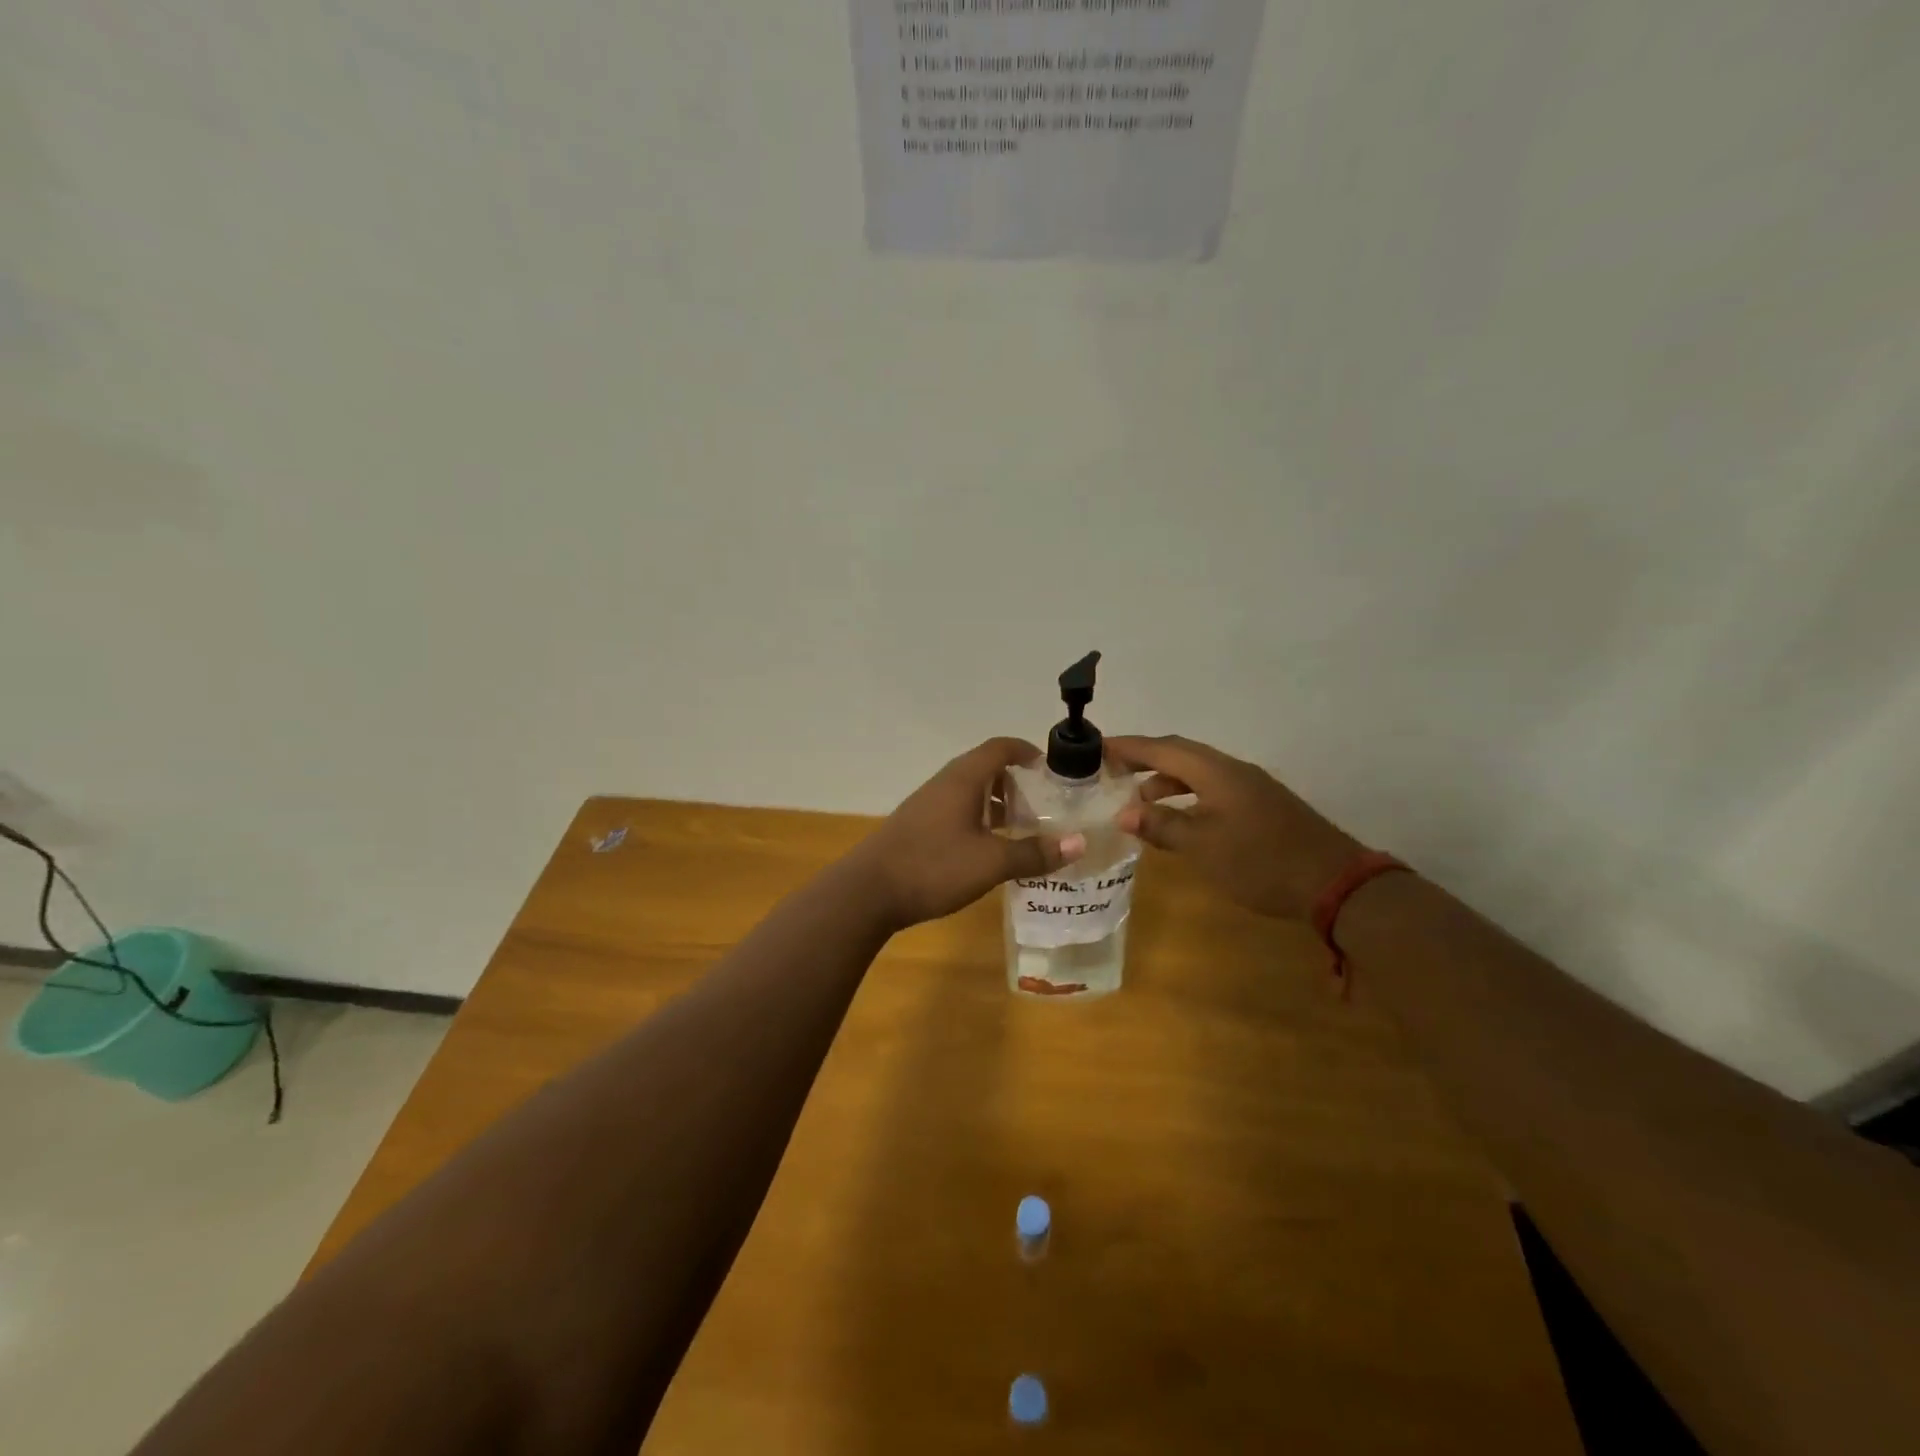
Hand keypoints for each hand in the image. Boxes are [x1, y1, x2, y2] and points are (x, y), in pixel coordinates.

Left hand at [855, 738, 1086, 930]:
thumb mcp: (991, 862)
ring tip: (1021, 828)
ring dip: (996, 803)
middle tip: (1043, 804)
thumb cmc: (933, 867)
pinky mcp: (917, 827)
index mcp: (963, 779)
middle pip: (984, 768)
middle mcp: (944, 784)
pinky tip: (988, 849)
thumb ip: (1034, 852)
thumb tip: (1079, 843)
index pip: (999, 747)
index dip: (1026, 751)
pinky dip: (978, 820)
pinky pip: (956, 811)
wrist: (868, 892)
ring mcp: (926, 805)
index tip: (1050, 768)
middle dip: (1015, 781)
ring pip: (969, 792)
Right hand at [1107, 735, 1363, 921]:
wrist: (1332, 882)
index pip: (1162, 749)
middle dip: (1144, 758)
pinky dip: (1187, 794)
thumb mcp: (1203, 846)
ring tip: (1139, 800)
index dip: (1128, 747)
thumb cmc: (1260, 861)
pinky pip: (1212, 787)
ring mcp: (1250, 786)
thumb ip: (1162, 825)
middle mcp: (1232, 770)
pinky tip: (1179, 818)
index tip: (1097, 747)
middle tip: (1112, 769)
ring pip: (1198, 771)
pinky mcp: (1260, 805)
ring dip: (1166, 779)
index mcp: (1216, 772)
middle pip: (1180, 753)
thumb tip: (1124, 813)